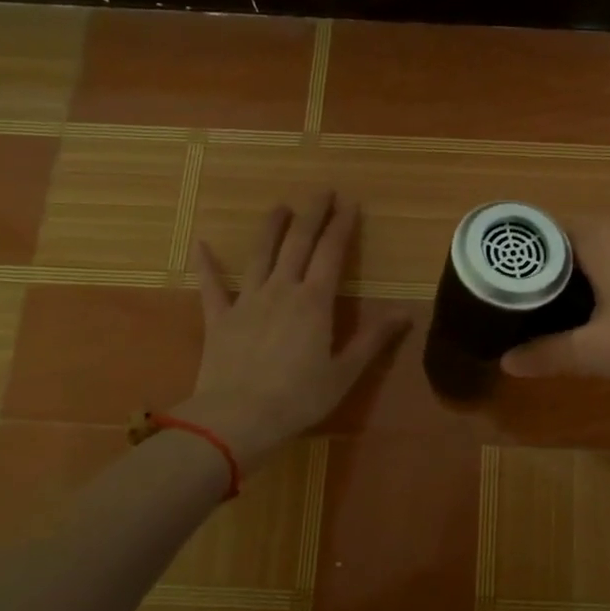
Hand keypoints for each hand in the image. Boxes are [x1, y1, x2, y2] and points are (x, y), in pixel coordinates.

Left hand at [179, 193, 410, 464]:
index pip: (331, 252)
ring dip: (271, 227)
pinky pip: (211, 285)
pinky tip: (202, 244)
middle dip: (312, 214)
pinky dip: (207, 264)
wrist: (236, 418)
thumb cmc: (298, 398)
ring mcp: (247, 300)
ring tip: (280, 207)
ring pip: (260, 254)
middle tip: (322, 191)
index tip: (350, 203)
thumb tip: (407, 313)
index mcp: (315, 301)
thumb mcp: (345, 372)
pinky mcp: (219, 317)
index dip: (342, 226)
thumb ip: (374, 339)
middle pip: (298, 242)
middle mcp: (281, 290)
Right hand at [501, 216, 609, 385]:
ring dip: (595, 272)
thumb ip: (548, 354)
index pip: (544, 232)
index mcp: (598, 235)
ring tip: (584, 310)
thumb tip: (506, 361)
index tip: (512, 290)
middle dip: (559, 270)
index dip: (525, 261)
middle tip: (543, 307)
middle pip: (577, 239)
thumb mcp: (598, 352)